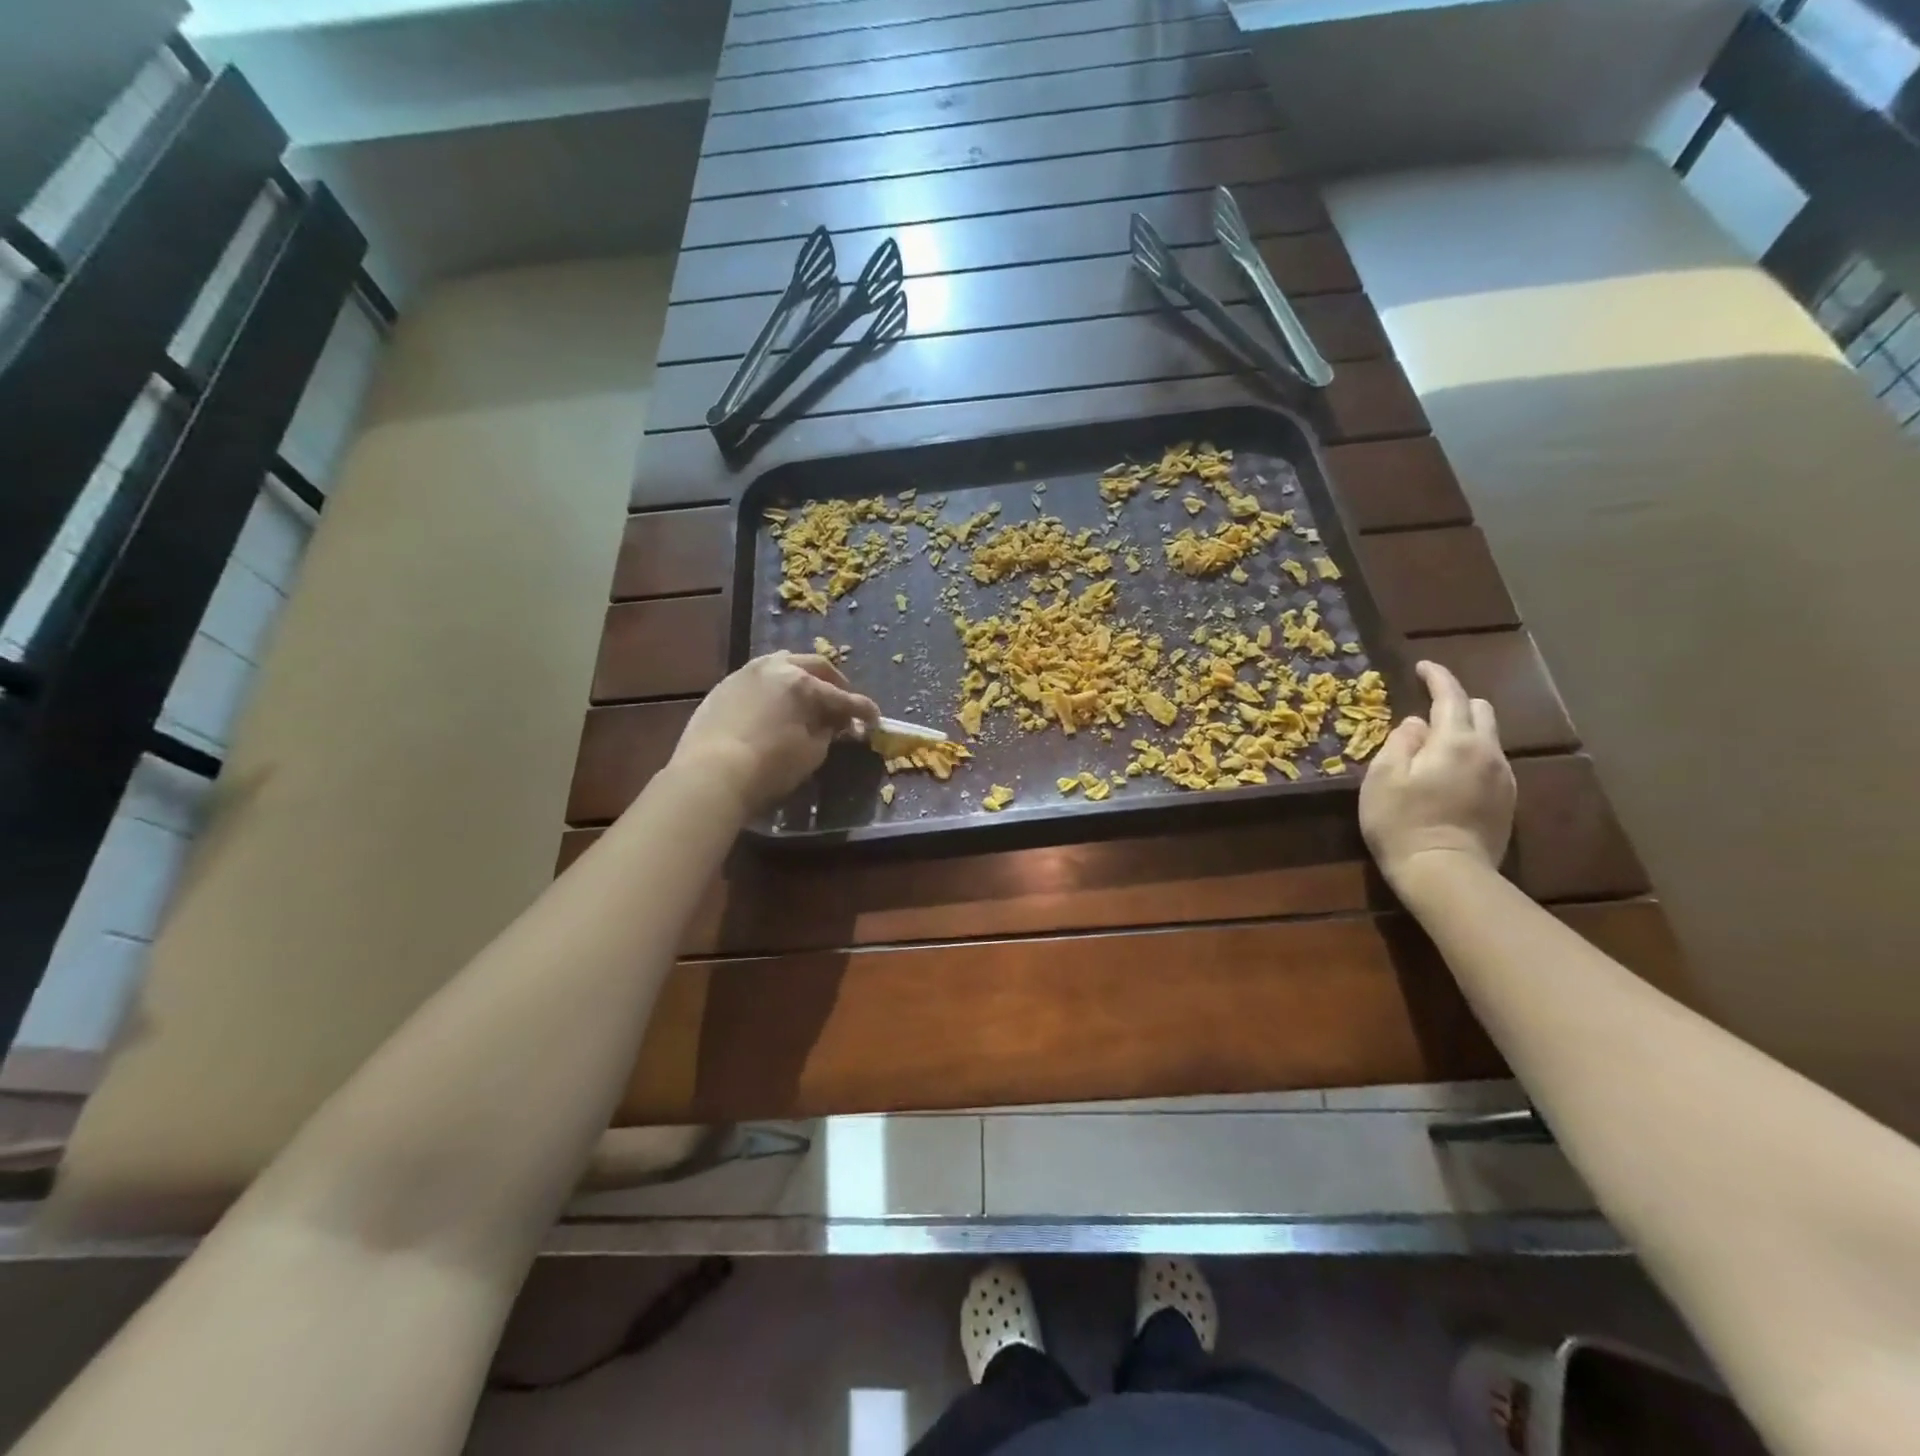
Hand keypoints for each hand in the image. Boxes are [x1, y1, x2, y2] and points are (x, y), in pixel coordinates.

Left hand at [668, 652, 879, 814]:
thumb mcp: (811, 753)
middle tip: (843, 701)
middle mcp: (775, 667)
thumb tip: (833, 722)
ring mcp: (746, 673)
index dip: (863, 709)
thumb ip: (827, 731)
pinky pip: (759, 677)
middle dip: (834, 683)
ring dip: (802, 676)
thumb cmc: (768, 767)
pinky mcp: (724, 686)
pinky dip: (776, 686)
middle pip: (814, 666)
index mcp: (802, 683)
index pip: (842, 697)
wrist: (709, 775)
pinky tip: (777, 703)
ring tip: (809, 695)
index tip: (875, 719)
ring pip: (782, 663)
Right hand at [1359, 660, 1514, 891]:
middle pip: (1481, 710)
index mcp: (1456, 741)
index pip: (1451, 695)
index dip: (1437, 677)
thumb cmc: (1402, 822)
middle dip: (1456, 702)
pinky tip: (1450, 774)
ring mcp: (1503, 778)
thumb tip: (1415, 724)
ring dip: (1464, 731)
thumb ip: (1400, 743)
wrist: (1445, 874)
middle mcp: (1488, 752)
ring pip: (1489, 738)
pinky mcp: (1507, 802)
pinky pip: (1491, 763)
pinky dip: (1471, 756)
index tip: (1422, 667)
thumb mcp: (1383, 777)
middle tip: (1427, 710)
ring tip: (1435, 746)